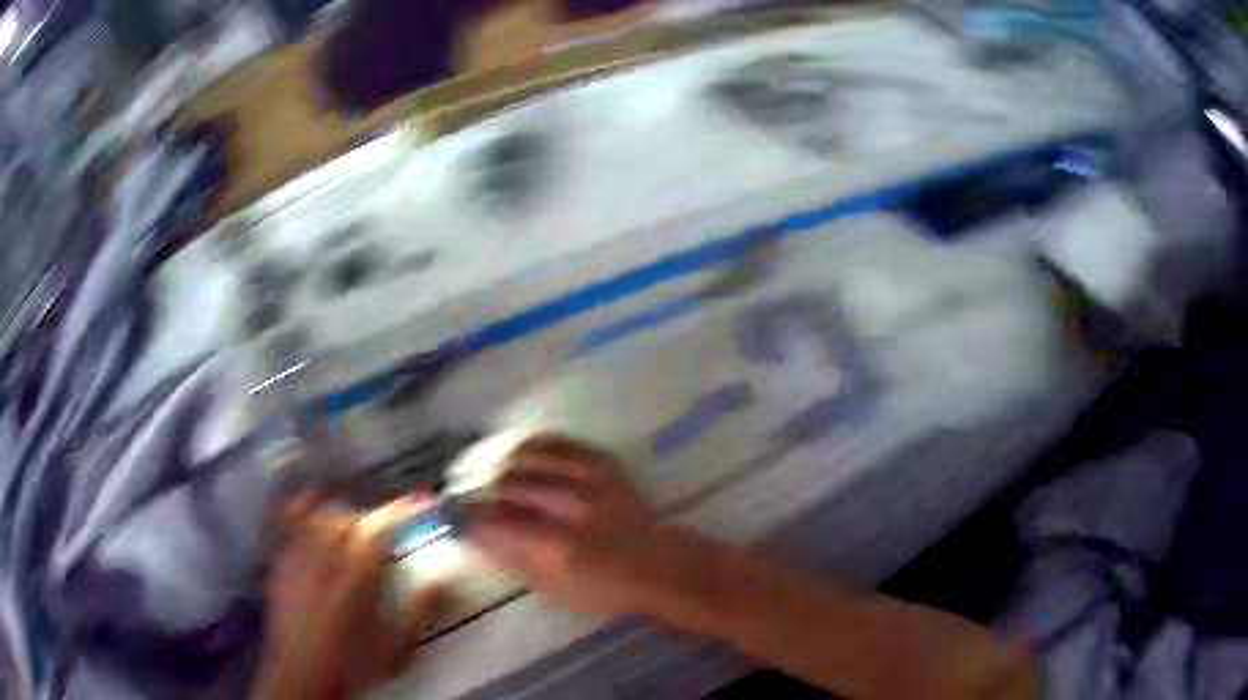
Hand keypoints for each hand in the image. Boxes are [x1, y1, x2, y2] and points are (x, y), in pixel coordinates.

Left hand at [253, 493, 445, 699]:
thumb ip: (420, 612)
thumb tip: (444, 582)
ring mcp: (299, 553)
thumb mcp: (395, 646)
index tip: (419, 503)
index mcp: (358, 571)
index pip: (384, 526)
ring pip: (320, 514)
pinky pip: (288, 520)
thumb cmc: (352, 662)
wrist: (302, 672)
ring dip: (340, 517)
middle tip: (384, 538)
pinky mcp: (280, 560)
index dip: (404, 511)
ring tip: (349, 531)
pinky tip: (306, 516)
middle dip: (371, 521)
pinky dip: (301, 512)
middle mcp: (327, 553)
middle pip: (351, 517)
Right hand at [464, 434, 728, 623]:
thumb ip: (514, 561)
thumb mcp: (554, 589)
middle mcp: (571, 507)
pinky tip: (519, 453)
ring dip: (501, 467)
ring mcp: (589, 481)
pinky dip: (533, 446)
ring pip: (530, 460)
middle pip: (509, 486)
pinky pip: (560, 443)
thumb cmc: (605, 587)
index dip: (471, 518)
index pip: (498, 523)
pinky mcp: (603, 465)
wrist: (659, 564)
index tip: (456, 518)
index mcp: (557, 546)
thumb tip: (478, 538)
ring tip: (488, 475)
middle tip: (466, 495)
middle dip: (480, 490)